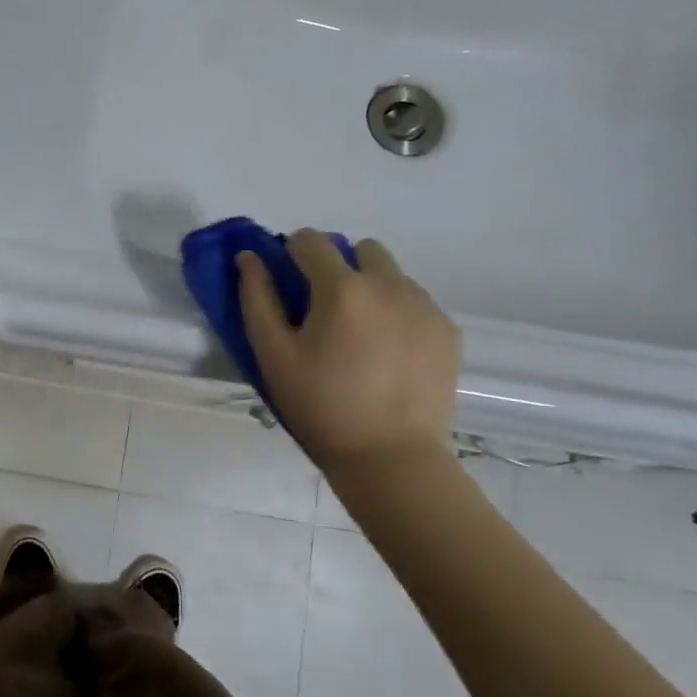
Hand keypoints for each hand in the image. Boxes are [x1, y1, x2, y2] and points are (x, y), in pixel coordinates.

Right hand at [236, 230, 460, 470]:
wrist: (390, 456)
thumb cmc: (321, 406)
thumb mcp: (274, 355)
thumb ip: (257, 297)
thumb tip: (249, 256)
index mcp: (342, 288)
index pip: (311, 240)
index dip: (292, 252)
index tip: (289, 281)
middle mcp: (389, 284)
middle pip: (360, 249)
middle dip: (339, 265)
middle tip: (326, 309)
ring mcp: (424, 305)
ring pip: (392, 274)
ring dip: (371, 288)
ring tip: (361, 335)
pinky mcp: (448, 329)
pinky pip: (416, 302)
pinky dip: (398, 313)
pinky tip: (388, 354)